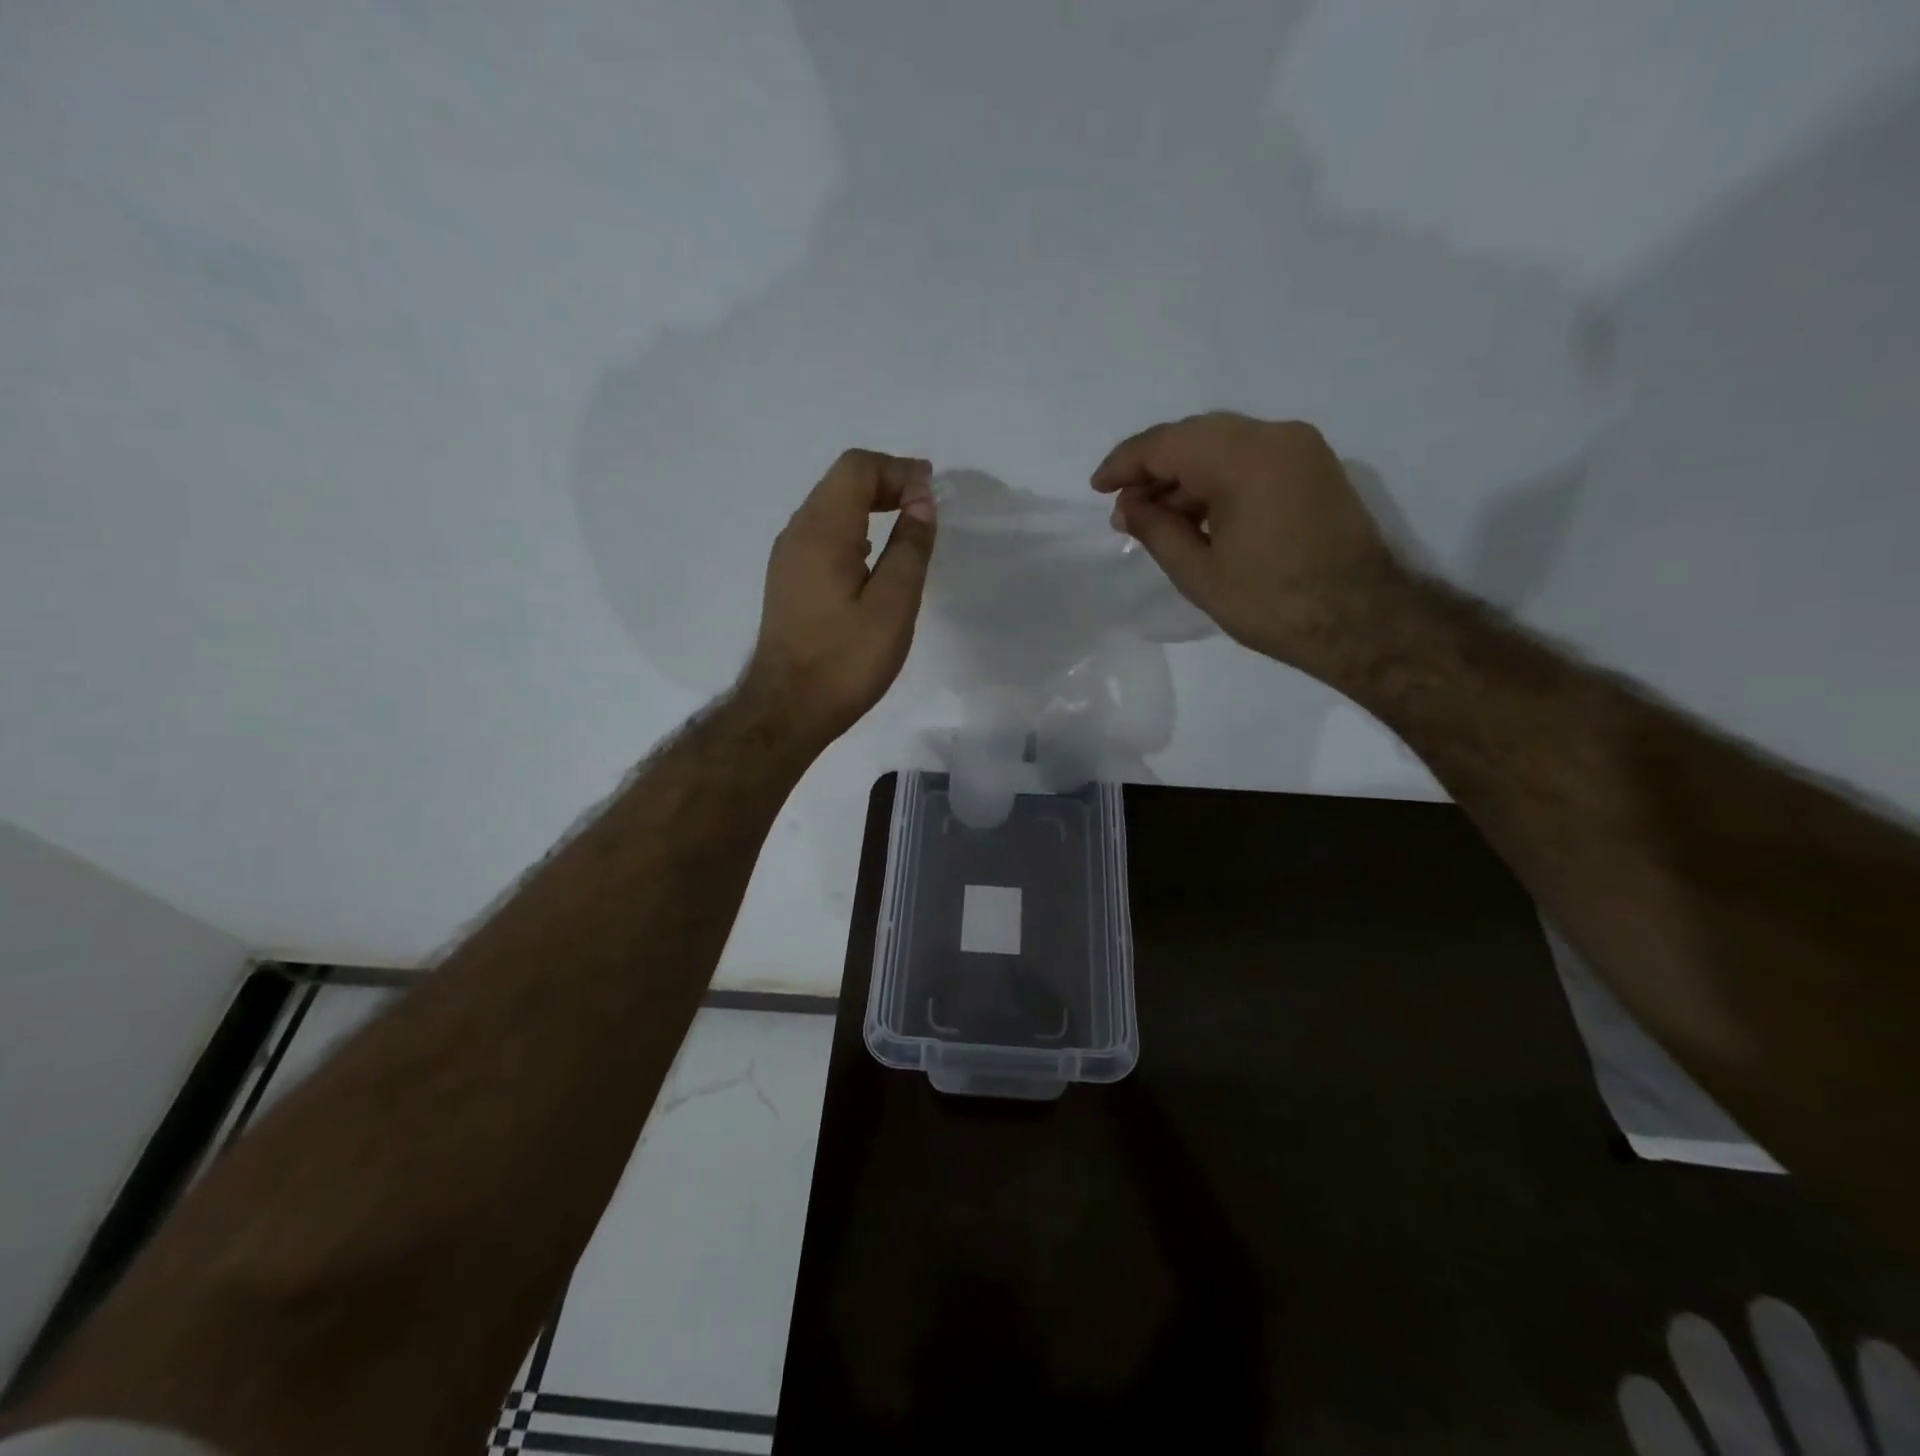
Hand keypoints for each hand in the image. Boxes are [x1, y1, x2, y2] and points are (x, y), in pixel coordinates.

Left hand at [743, 448, 937, 749]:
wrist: (787, 709)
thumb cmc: (845, 660)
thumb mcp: (893, 605)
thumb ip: (910, 548)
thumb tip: (921, 502)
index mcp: (823, 531)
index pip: (858, 467)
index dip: (899, 470)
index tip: (932, 496)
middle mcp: (797, 532)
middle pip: (841, 481)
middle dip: (886, 482)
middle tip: (925, 506)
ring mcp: (787, 557)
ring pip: (830, 506)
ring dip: (869, 505)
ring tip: (906, 526)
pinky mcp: (788, 580)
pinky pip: (822, 534)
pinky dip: (853, 529)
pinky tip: (873, 558)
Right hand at [1092, 412, 1407, 674]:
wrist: (1363, 622)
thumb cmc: (1273, 603)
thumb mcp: (1199, 573)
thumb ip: (1156, 530)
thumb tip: (1128, 507)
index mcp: (1244, 459)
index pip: (1167, 443)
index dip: (1125, 464)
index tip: (1098, 488)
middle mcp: (1275, 437)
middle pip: (1195, 436)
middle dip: (1154, 468)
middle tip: (1126, 508)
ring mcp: (1301, 449)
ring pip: (1224, 446)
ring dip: (1186, 476)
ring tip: (1156, 519)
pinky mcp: (1315, 468)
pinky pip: (1252, 459)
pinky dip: (1217, 480)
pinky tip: (1197, 515)